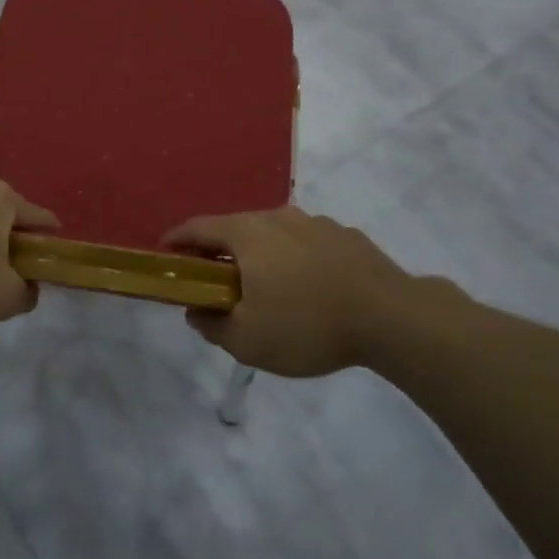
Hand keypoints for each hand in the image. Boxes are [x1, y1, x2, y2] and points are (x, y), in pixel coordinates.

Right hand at [164, 208, 449, 377]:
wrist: (393, 318)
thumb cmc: (307, 325)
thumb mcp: (247, 340)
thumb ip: (212, 325)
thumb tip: (196, 311)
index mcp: (247, 234)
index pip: (198, 228)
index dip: (176, 240)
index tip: (165, 254)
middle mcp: (277, 217)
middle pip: (235, 229)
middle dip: (219, 253)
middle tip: (215, 282)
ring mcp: (316, 223)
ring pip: (273, 235)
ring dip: (260, 256)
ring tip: (266, 288)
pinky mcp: (347, 237)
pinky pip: (306, 244)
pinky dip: (294, 260)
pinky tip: (308, 289)